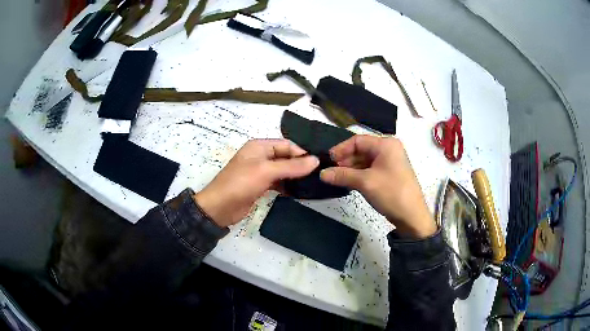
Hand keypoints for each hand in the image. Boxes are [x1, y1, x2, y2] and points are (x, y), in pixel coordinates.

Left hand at [194, 139, 318, 226]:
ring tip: (314, 184)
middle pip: (286, 157)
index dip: (302, 153)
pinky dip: (288, 186)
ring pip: (283, 171)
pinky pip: (279, 182)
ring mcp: (260, 172)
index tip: (319, 164)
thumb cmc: (241, 184)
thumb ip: (292, 166)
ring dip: (296, 177)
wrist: (220, 208)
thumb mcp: (266, 171)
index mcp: (259, 146)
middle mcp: (261, 156)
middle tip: (319, 175)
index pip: (287, 145)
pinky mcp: (261, 186)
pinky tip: (300, 192)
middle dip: (301, 165)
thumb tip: (316, 160)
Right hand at [320, 135, 436, 238]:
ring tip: (337, 178)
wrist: (412, 216)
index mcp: (386, 144)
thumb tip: (322, 173)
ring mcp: (390, 162)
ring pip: (365, 160)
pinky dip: (359, 174)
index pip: (358, 140)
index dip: (341, 149)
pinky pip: (370, 169)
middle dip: (345, 160)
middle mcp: (389, 149)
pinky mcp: (389, 174)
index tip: (328, 160)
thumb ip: (342, 175)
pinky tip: (349, 182)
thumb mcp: (365, 182)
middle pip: (361, 149)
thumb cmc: (391, 193)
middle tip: (331, 171)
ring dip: (351, 168)